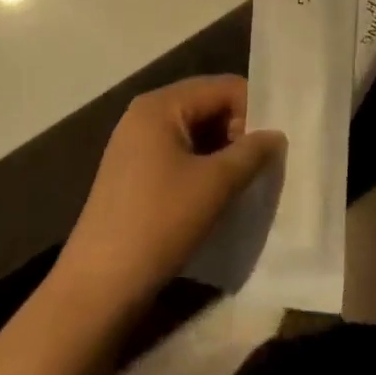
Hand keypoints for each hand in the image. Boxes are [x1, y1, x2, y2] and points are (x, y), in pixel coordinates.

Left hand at [56, 76, 283, 313]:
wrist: (98, 286)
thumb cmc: (158, 223)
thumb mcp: (214, 185)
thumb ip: (251, 153)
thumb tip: (276, 135)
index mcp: (161, 105)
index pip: (221, 88)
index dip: (254, 109)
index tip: (277, 142)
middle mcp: (145, 114)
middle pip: (207, 106)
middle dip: (239, 130)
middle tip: (266, 163)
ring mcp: (135, 144)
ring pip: (194, 132)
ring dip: (223, 151)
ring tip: (249, 180)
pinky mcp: (133, 173)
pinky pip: (178, 153)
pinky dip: (203, 166)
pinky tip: (220, 193)